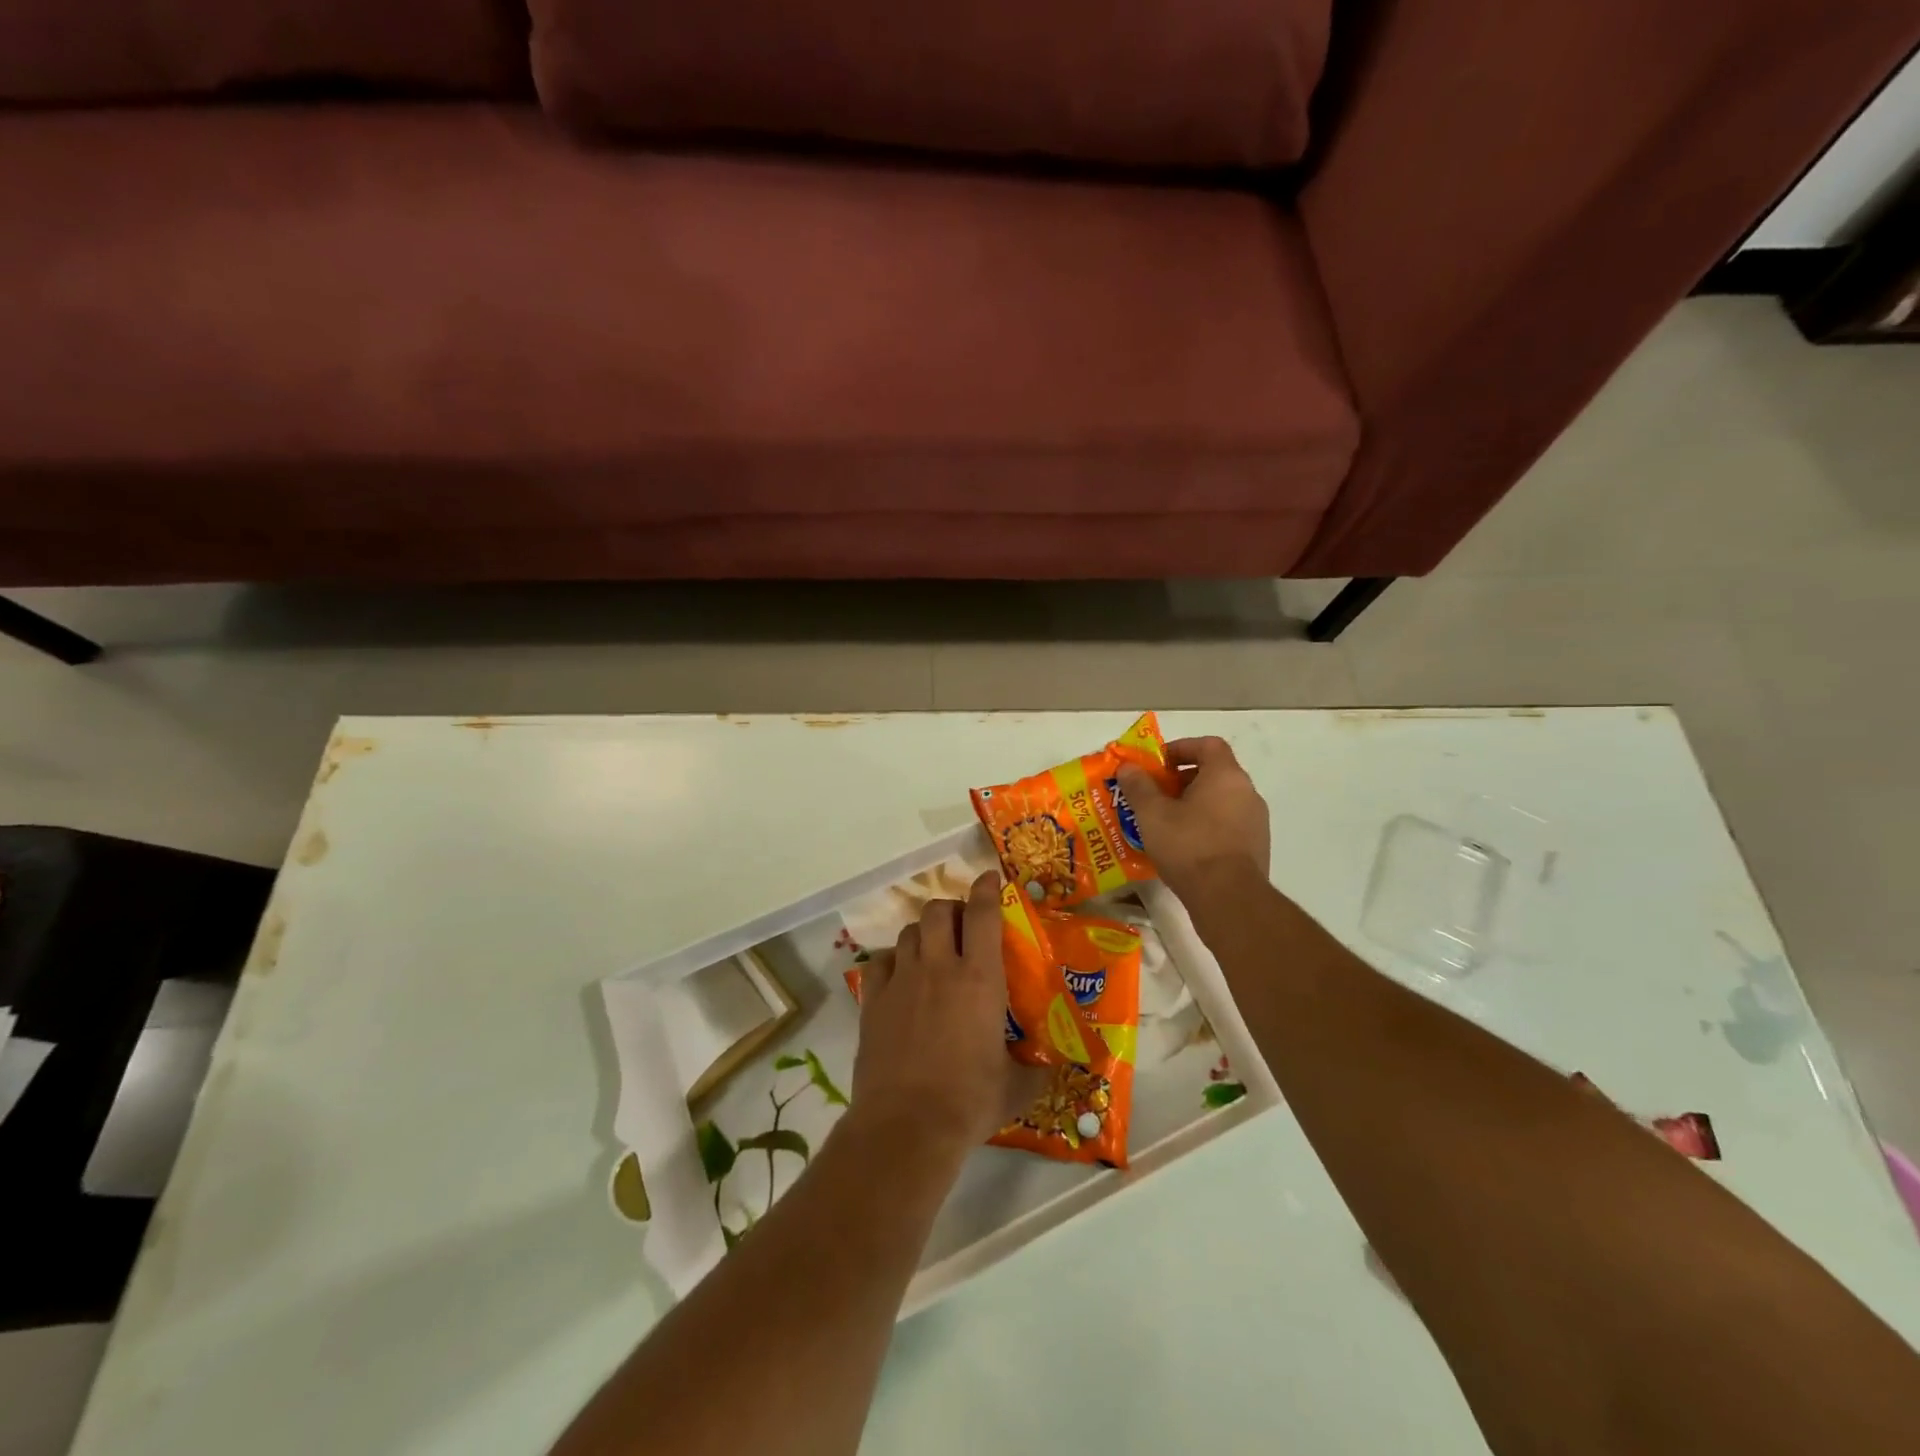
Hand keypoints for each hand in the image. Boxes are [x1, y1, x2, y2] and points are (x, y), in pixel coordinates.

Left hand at [851, 872, 1029, 1158]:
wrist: (906, 1126)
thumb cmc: (969, 1102)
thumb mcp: (1015, 1088)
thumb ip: (1037, 1071)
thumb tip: (1056, 1069)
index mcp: (979, 978)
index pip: (982, 914)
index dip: (987, 889)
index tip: (990, 879)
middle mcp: (938, 967)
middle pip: (938, 910)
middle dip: (951, 909)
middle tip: (961, 926)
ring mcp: (901, 981)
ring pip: (908, 931)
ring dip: (923, 933)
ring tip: (931, 950)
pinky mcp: (873, 1001)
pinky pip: (880, 962)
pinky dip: (892, 961)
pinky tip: (899, 978)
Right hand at [1116, 736, 1270, 897]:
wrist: (1228, 898)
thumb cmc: (1189, 846)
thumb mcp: (1152, 814)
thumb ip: (1138, 786)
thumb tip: (1127, 767)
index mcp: (1226, 776)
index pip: (1208, 745)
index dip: (1181, 748)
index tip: (1158, 764)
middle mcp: (1247, 792)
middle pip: (1214, 773)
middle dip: (1182, 780)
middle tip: (1155, 795)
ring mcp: (1256, 822)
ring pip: (1221, 801)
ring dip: (1194, 805)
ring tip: (1165, 823)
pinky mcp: (1256, 848)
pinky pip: (1228, 825)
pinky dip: (1206, 826)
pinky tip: (1184, 847)